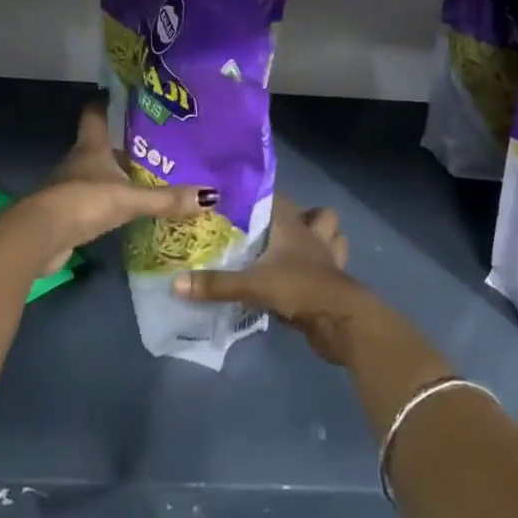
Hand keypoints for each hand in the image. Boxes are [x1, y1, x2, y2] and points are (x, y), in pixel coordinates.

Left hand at [17, 100, 216, 273]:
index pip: (94, 115)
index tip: (118, 95)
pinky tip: (124, 209)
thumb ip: (167, 198)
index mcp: (91, 147)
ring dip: (114, 175)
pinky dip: (107, 202)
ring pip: (96, 174)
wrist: (41, 237)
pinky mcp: (66, 213)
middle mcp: (78, 161)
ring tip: (144, 176)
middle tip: (151, 144)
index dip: (104, 103)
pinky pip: (92, 201)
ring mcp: (69, 187)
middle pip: (99, 146)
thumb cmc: (85, 201)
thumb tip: (211, 195)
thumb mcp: (130, 199)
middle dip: (121, 145)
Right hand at [172, 195, 368, 364]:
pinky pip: (330, 269)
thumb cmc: (298, 288)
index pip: (279, 198)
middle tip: (272, 230)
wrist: (342, 321)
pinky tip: (302, 280)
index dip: (263, 196)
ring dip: (320, 240)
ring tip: (294, 250)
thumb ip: (215, 284)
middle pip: (316, 214)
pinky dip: (320, 271)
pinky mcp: (334, 284)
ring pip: (331, 238)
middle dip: (302, 217)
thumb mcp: (252, 285)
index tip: (242, 200)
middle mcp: (313, 236)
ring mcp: (328, 260)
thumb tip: (176, 283)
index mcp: (293, 226)